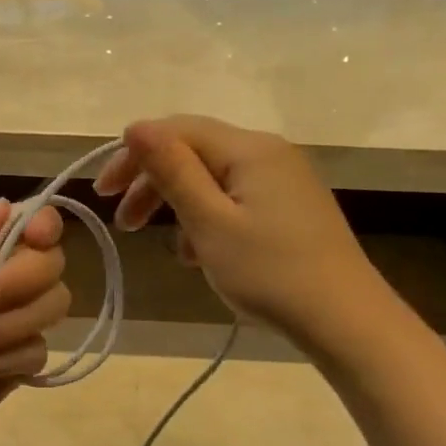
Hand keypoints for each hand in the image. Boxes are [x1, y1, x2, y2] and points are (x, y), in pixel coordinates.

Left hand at [0, 200, 69, 445]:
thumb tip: (10, 203)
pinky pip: (38, 352)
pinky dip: (7, 358)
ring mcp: (9, 329)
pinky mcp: (13, 370)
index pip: (28, 228)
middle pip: (50, 264)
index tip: (36, 236)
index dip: (43, 226)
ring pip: (53, 306)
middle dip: (18, 281)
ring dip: (10, 324)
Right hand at [95, 115, 375, 341]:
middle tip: (124, 225)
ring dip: (181, 208)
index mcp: (249, 149)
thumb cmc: (269, 272)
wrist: (343, 318)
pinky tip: (202, 256)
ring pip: (215, 181)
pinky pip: (236, 202)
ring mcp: (284, 182)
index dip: (134, 155)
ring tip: (171, 250)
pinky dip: (210, 222)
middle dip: (154, 184)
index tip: (102, 194)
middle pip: (196, 153)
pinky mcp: (292, 209)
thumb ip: (173, 171)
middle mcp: (269, 153)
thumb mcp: (209, 223)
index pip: (178, 131)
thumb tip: (136, 126)